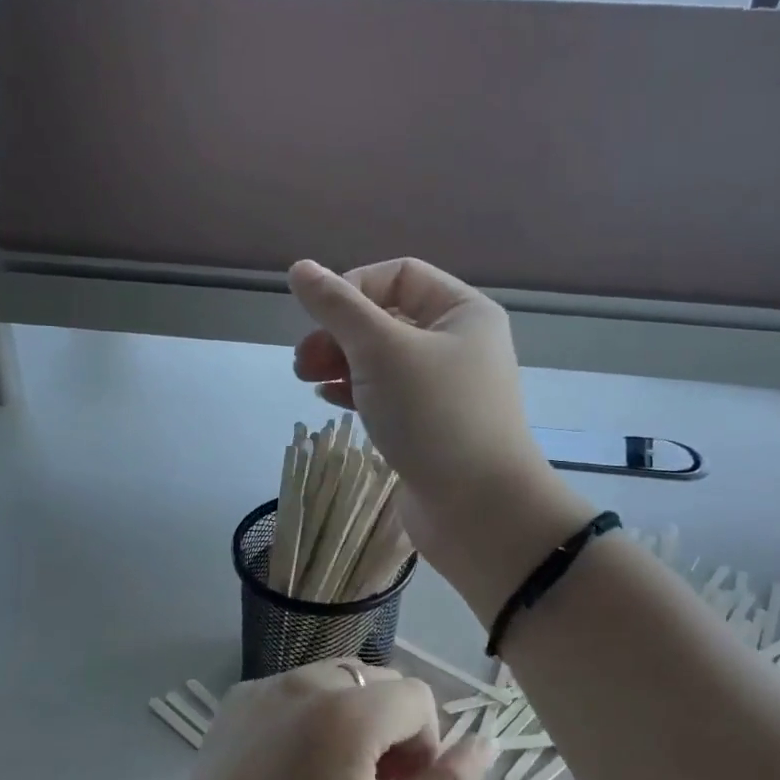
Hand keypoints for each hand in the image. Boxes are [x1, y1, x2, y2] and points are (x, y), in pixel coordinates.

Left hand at [153, 660, 492, 779]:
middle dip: (391, 730)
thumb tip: (485, 741)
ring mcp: (266, 683)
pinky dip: (312, 715)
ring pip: (341, 681)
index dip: (422, 748)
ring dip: (354, 719)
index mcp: (347, 711)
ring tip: (332, 779)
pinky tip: (290, 768)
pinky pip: (299, 688)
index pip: (419, 698)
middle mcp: (306, 679)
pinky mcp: (239, 695)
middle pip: (381, 683)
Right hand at [287, 259, 592, 615]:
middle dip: (340, 332)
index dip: (352, 288)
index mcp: (463, 313)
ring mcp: (446, 390)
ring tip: (305, 379)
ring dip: (341, 361)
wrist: (478, 510)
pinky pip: (388, 396)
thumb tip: (300, 269)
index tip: (318, 319)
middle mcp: (459, 345)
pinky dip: (356, 392)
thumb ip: (338, 308)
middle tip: (302, 360)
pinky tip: (328, 400)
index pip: (399, 276)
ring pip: (384, 360)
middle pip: (388, 318)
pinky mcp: (431, 427)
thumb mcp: (382, 351)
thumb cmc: (435, 416)